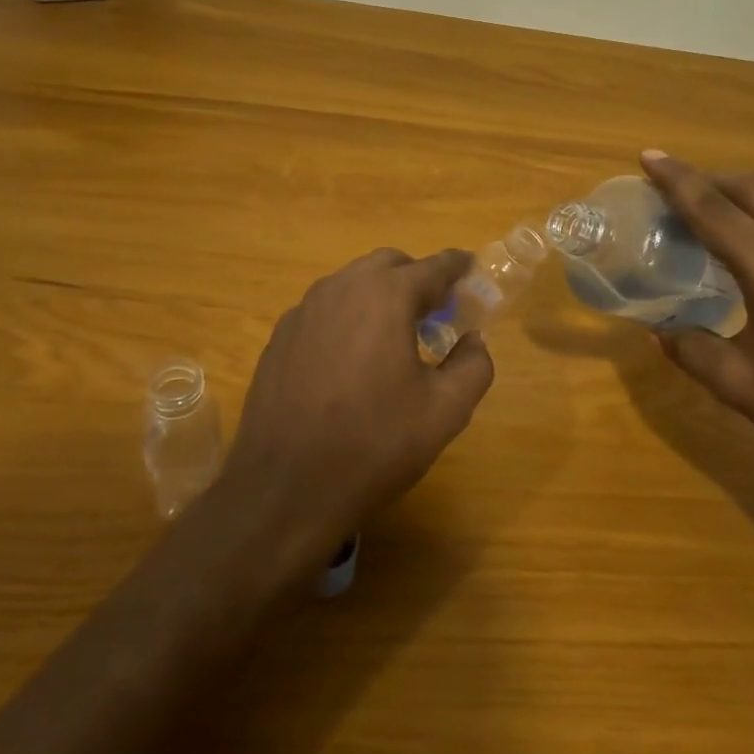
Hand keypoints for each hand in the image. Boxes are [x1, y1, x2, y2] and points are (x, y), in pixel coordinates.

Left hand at [218, 248, 495, 571]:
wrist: (286, 488)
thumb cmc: (375, 443)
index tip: (472, 271)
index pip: (433, 266)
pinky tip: (353, 359)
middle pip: (388, 264)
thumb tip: (473, 341)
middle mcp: (341, 289)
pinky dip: (349, 317)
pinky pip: (324, 310)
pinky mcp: (279, 338)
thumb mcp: (446, 411)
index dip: (458, 267)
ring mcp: (303, 312)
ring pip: (352, 284)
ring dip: (380, 295)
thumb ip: (473, 365)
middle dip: (417, 277)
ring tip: (396, 336)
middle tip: (437, 310)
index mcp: (385, 296)